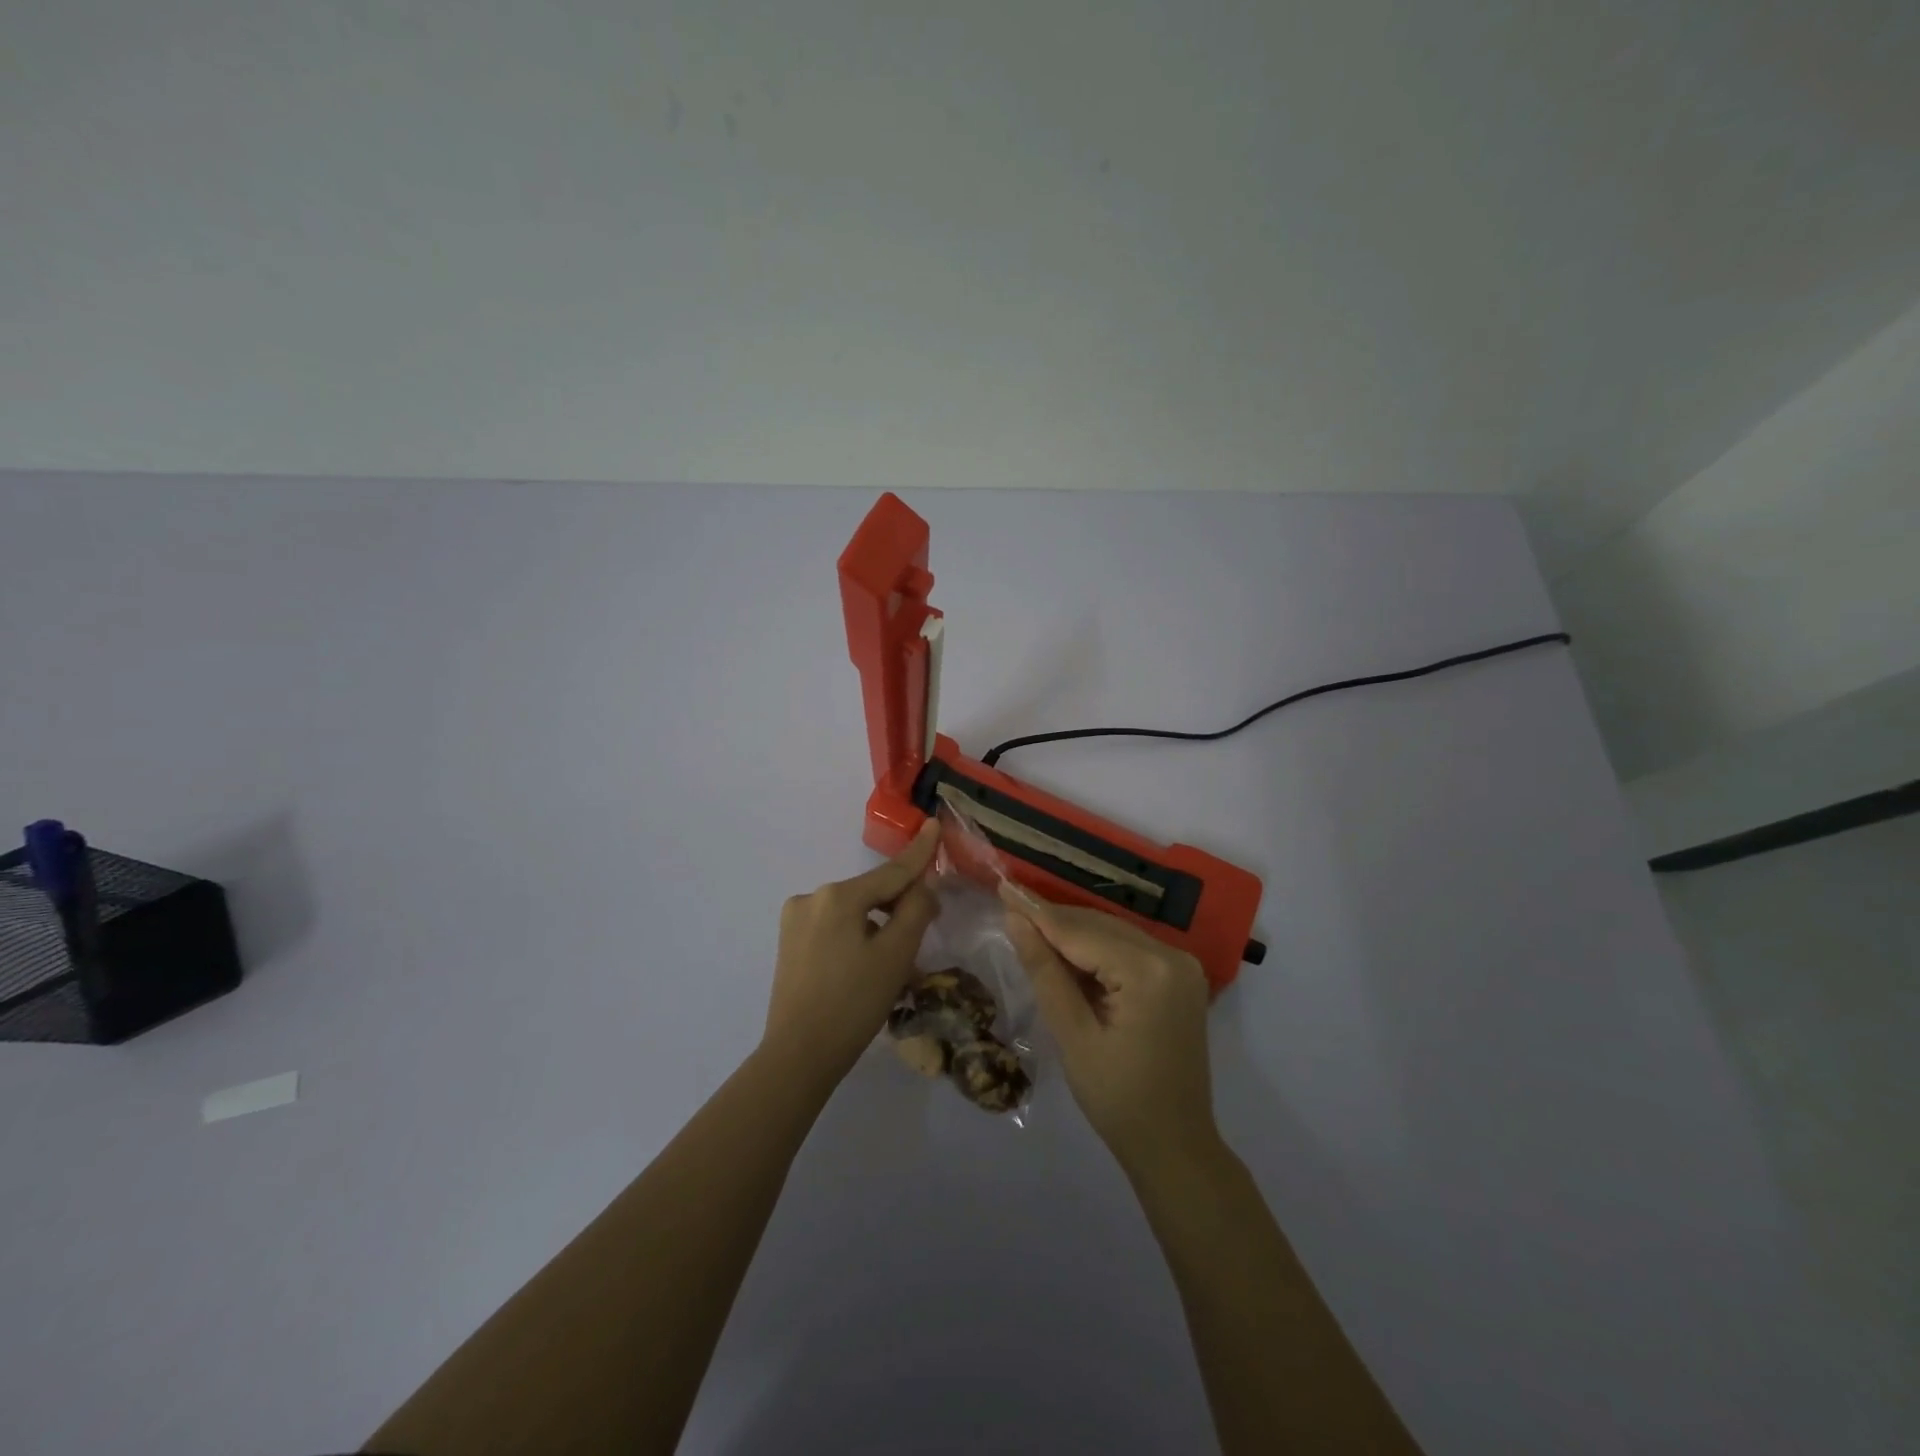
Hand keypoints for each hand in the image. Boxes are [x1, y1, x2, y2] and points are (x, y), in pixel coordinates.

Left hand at [763, 821, 941, 1089]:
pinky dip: (857, 938)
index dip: (919, 852)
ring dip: (878, 928)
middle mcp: (813, 897)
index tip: (933, 823)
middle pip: (871, 893)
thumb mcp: (896, 955)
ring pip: (854, 912)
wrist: (798, 1056)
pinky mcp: (789, 942)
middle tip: (925, 931)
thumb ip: (915, 909)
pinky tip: (867, 968)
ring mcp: (796, 920)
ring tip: (897, 964)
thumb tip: (922, 884)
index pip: (891, 872)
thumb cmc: (854, 1003)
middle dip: (899, 907)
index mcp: (838, 896)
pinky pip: (835, 928)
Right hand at [1002, 886, 1217, 1173]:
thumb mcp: (1073, 1035)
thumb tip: (1016, 920)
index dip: (1038, 911)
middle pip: (1099, 926)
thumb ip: (1045, 971)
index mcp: (1149, 971)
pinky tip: (1065, 950)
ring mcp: (1181, 965)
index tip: (1003, 885)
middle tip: (1008, 902)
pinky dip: (1096, 949)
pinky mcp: (1180, 977)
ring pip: (1113, 933)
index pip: (1081, 932)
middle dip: (1053, 918)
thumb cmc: (1117, 1099)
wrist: (1175, 1145)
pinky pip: (1129, 950)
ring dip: (1072, 932)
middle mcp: (1172, 956)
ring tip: (1027, 924)